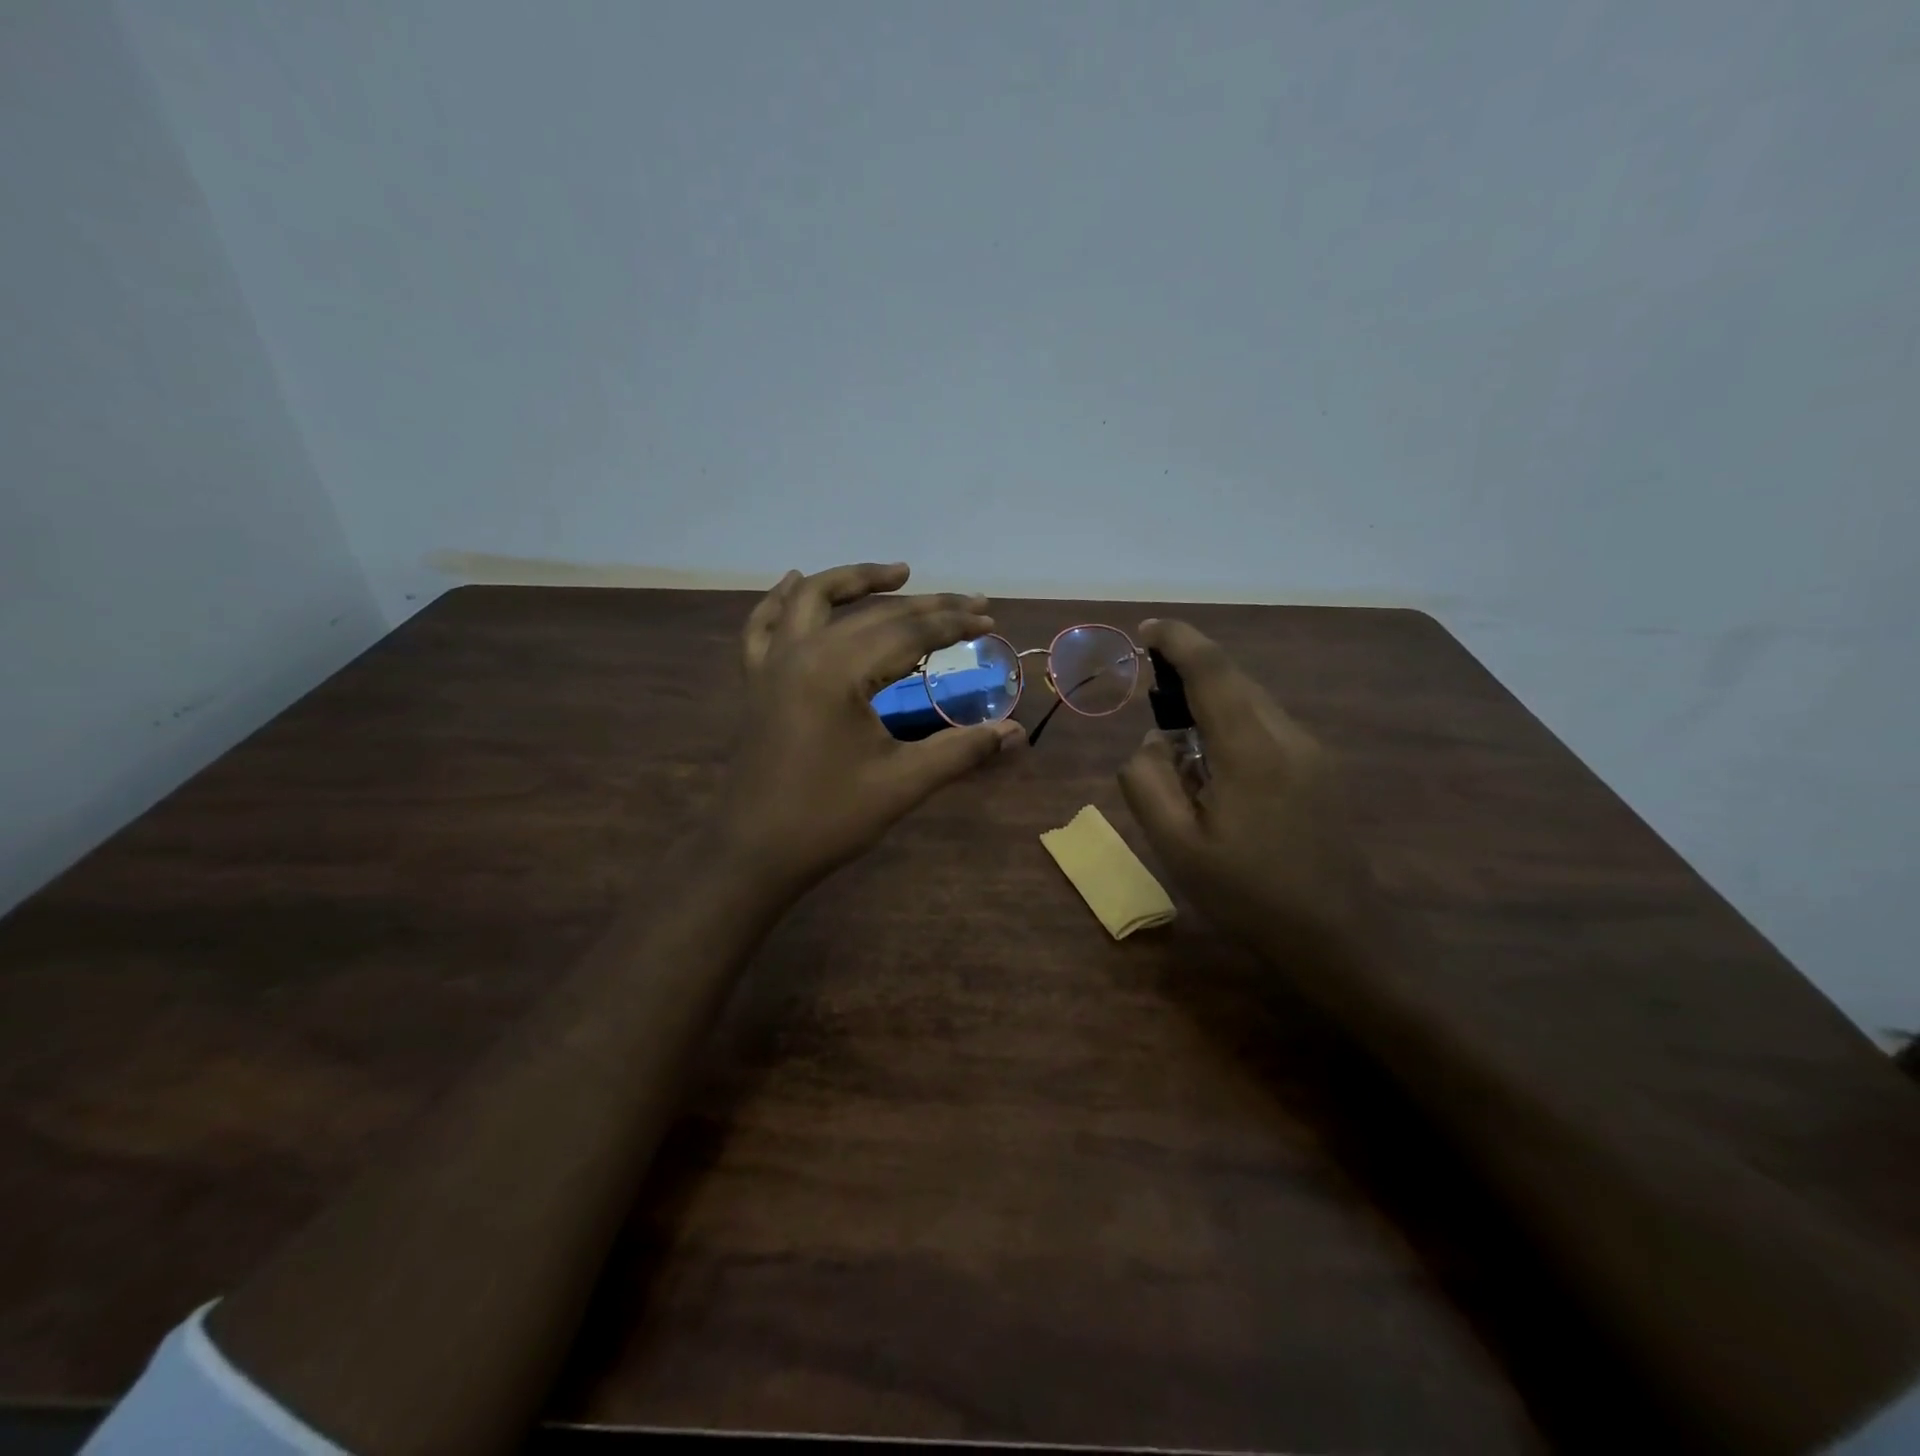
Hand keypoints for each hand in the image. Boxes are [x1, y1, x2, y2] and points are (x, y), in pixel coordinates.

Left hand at [717, 562, 1022, 896]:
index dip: (953, 623)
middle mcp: (803, 652)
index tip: (989, 616)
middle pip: (873, 613)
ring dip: (856, 581)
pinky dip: (781, 600)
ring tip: (898, 573)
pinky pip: (764, 626)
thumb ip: (961, 750)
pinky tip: (794, 581)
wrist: (754, 853)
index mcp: (839, 671)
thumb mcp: (902, 784)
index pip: (908, 632)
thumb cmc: (829, 819)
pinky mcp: (756, 681)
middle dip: (926, 605)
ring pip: (813, 600)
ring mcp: (773, 664)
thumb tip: (1017, 733)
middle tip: (970, 602)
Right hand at [1117, 619, 1379, 983]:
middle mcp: (1288, 736)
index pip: (1211, 670)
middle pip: (1234, 680)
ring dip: (1212, 706)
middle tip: (1153, 700)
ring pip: (1253, 703)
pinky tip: (1221, 778)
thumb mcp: (1177, 847)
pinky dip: (1234, 728)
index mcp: (1251, 749)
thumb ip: (1148, 783)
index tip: (1146, 631)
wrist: (1342, 938)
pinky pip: (1269, 728)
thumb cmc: (1250, 895)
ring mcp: (1314, 752)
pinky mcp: (1324, 771)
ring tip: (1183, 754)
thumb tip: (1151, 742)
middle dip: (1190, 673)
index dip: (1177, 640)